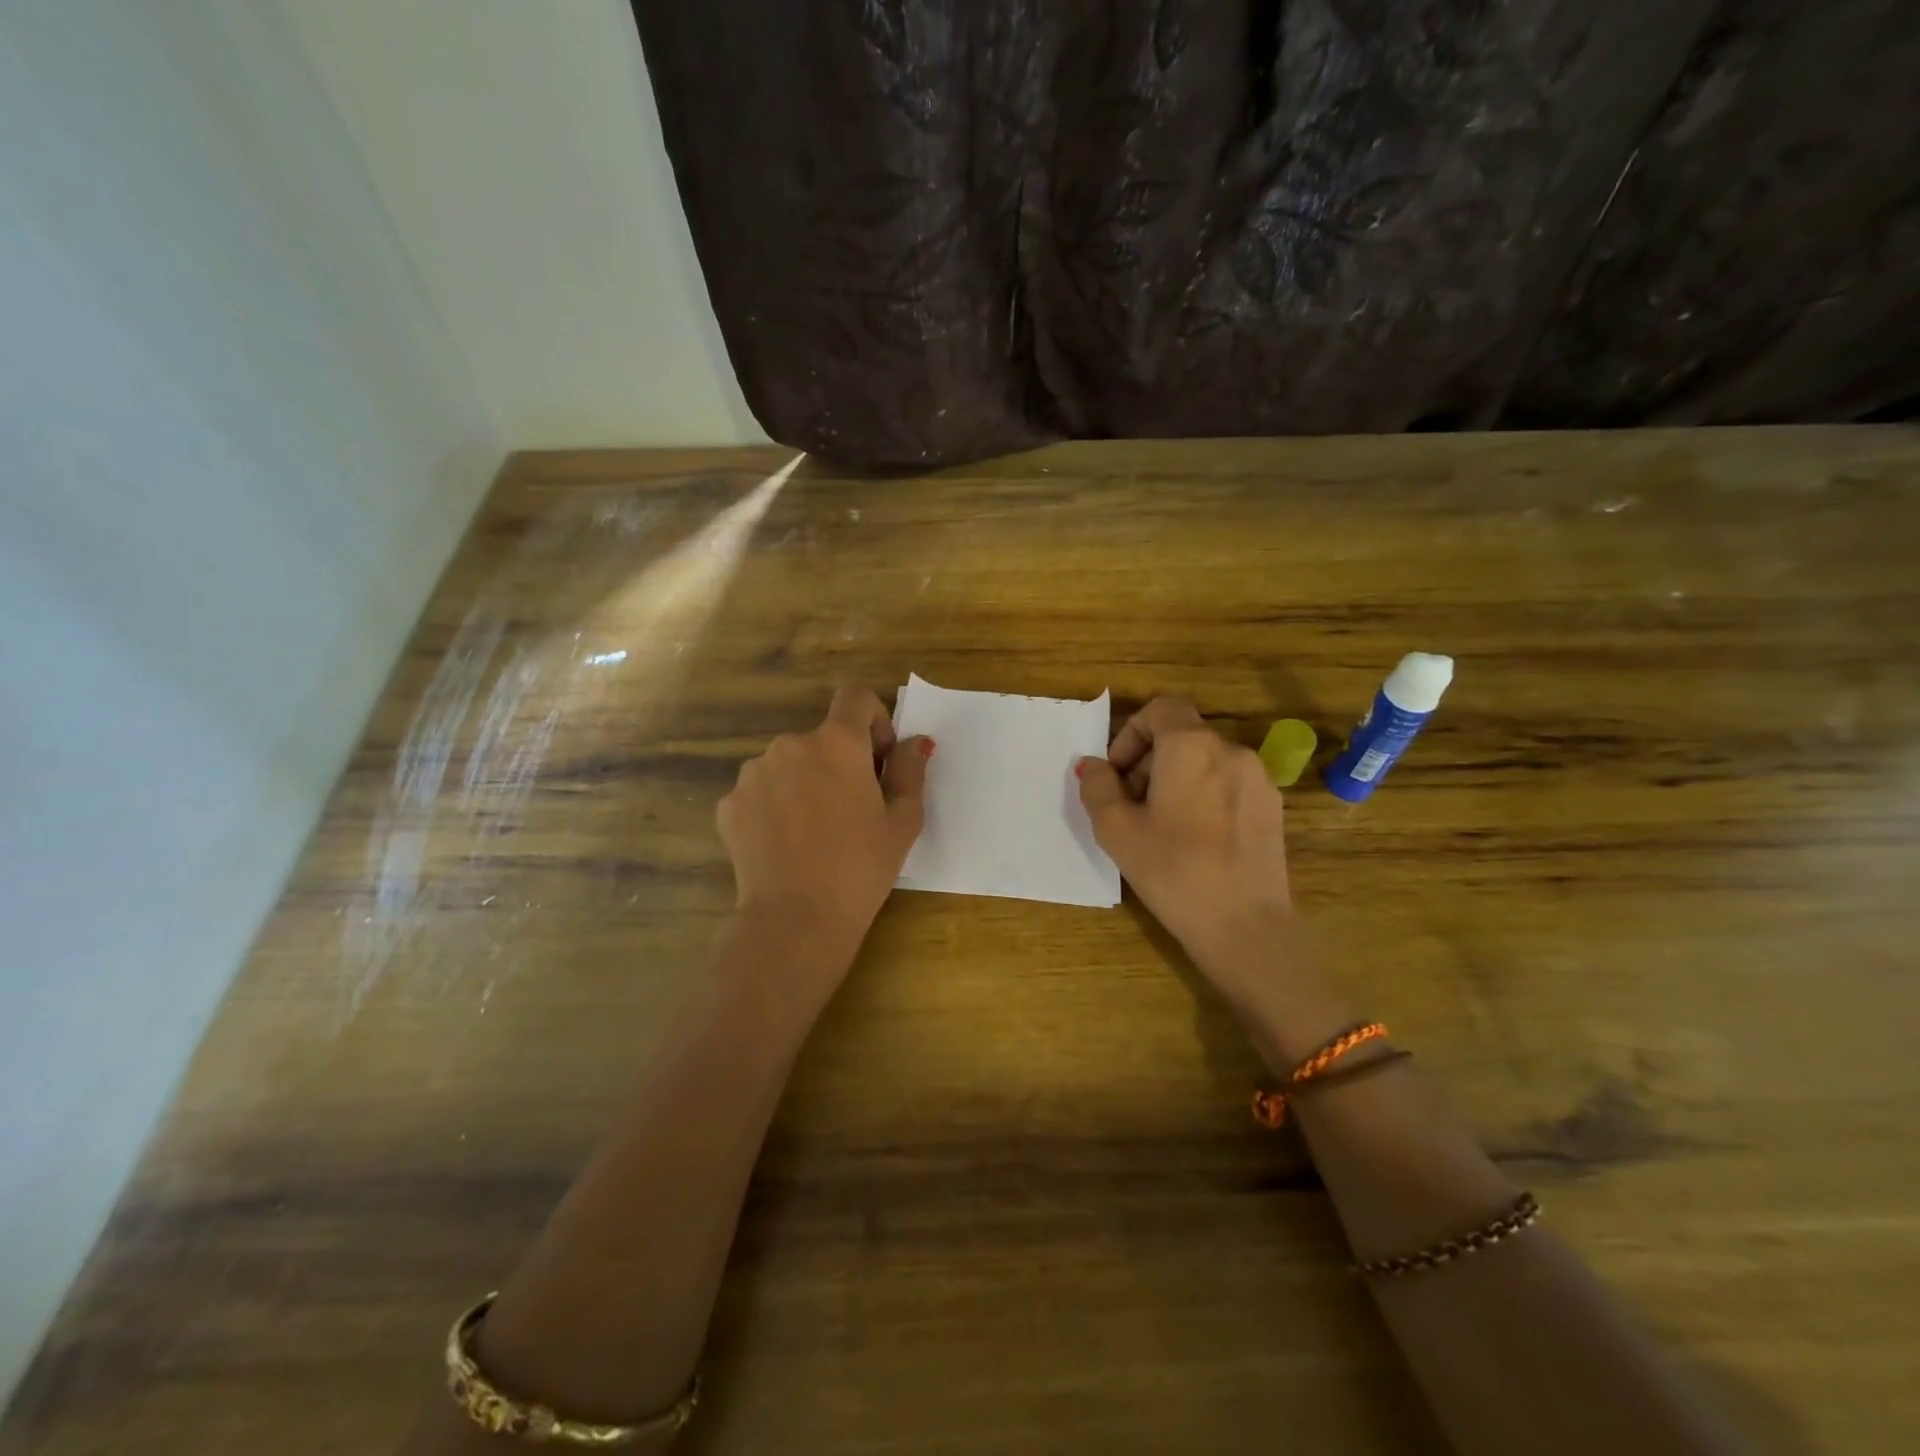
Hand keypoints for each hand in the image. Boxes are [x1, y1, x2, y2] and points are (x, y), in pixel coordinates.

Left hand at [718, 686, 930, 953]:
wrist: (795, 919)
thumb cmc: (861, 868)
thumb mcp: (903, 821)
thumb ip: (910, 771)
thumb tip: (915, 742)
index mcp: (838, 742)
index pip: (855, 696)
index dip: (873, 719)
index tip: (878, 758)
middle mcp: (790, 744)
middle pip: (822, 737)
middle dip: (840, 761)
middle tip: (852, 810)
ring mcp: (753, 773)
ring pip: (789, 764)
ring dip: (805, 783)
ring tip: (815, 833)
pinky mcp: (730, 804)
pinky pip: (761, 792)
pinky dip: (776, 807)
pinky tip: (786, 845)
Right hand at [1076, 699, 1316, 1029]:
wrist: (1245, 926)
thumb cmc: (1173, 871)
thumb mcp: (1117, 830)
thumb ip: (1098, 788)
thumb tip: (1094, 766)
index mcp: (1191, 747)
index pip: (1161, 709)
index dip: (1131, 733)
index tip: (1118, 774)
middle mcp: (1231, 751)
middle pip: (1182, 735)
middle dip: (1149, 761)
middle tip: (1131, 805)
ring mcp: (1259, 780)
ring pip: (1206, 761)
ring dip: (1176, 779)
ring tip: (1161, 827)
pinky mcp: (1273, 809)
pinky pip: (1229, 785)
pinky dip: (1205, 796)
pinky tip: (1196, 841)